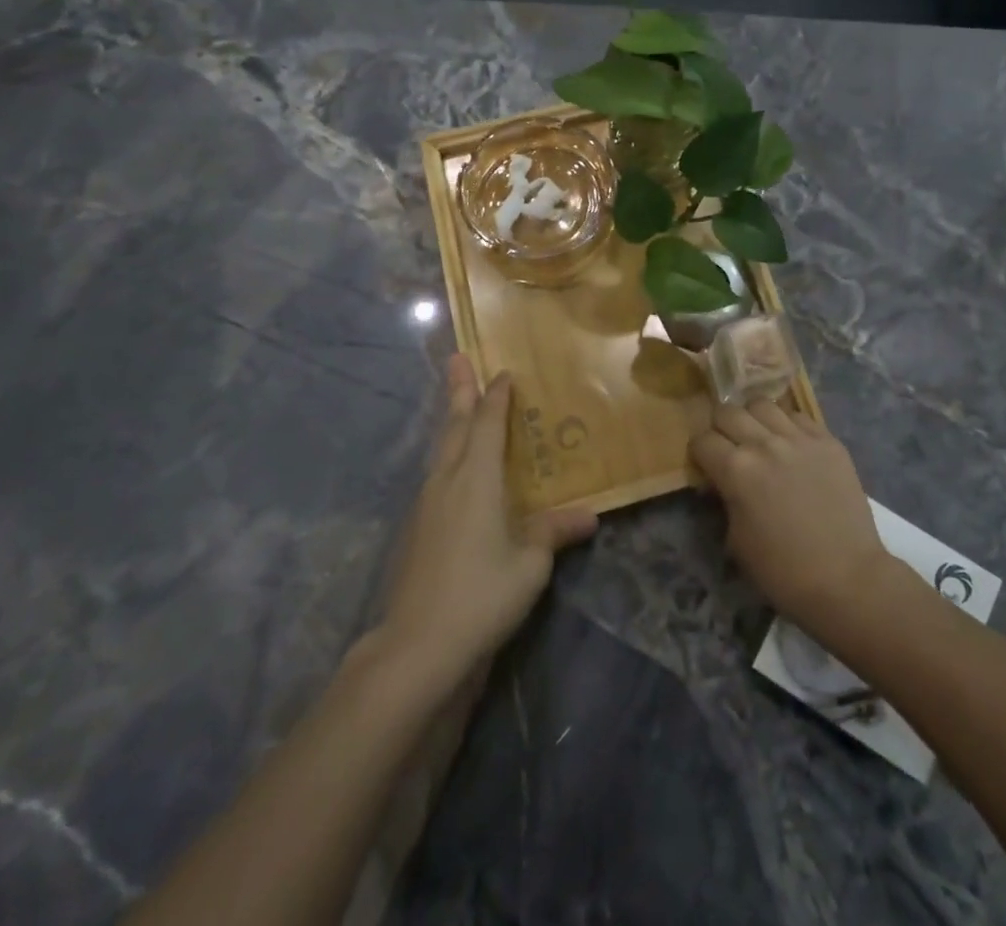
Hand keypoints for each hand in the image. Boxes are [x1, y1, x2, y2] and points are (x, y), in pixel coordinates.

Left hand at [376, 356, 595, 685]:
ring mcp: (425, 504)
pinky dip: (446, 455)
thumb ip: (555, 533)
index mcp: (476, 478)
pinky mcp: (415, 529)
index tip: (503, 372)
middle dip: (459, 390)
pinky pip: (435, 474)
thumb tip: (590, 515)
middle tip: (457, 358)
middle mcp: (447, 480)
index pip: (487, 424)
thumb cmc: (482, 595)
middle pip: (454, 425)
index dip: (496, 396)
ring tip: (457, 405)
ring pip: (440, 449)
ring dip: (450, 421)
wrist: (418, 647)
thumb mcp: (530, 564)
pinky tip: (452, 470)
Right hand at [689, 401, 894, 638]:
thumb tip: (722, 482)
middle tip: (729, 448)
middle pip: (728, 411)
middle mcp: (765, 443)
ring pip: (763, 405)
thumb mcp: (736, 540)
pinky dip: (788, 426)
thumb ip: (725, 499)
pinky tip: (792, 446)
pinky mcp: (828, 441)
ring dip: (754, 420)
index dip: (700, 454)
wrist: (847, 578)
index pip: (702, 440)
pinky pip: (798, 416)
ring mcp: (800, 438)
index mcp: (736, 469)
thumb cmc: (783, 571)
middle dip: (721, 428)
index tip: (706, 466)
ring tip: (760, 439)